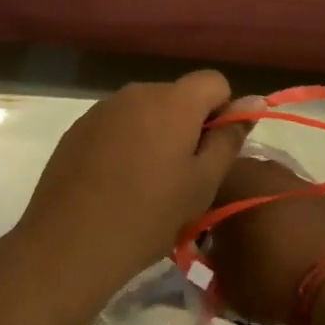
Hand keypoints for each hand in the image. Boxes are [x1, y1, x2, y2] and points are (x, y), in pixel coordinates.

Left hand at [15, 71, 249, 319]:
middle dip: (188, 125)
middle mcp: (137, 92)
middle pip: (178, 96)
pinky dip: (125, 143)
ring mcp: (103, 108)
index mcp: (173, 101)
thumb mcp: (202, 183)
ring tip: (147, 184)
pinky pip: (116, 124)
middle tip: (183, 176)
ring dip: (155, 134)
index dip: (222, 112)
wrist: (70, 243)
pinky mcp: (78, 127)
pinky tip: (115, 183)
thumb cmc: (149, 215)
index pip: (214, 81)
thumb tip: (254, 100)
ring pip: (145, 111)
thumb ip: (228, 137)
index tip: (213, 151)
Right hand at [205, 155, 324, 324]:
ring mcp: (292, 178)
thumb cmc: (267, 274)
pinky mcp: (320, 196)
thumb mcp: (221, 278)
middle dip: (224, 208)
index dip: (192, 213)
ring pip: (261, 191)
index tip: (193, 237)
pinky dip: (281, 220)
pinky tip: (282, 247)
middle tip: (221, 242)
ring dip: (254, 213)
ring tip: (253, 247)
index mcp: (228, 176)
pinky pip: (287, 204)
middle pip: (231, 183)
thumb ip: (207, 258)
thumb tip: (209, 252)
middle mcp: (259, 166)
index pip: (197, 186)